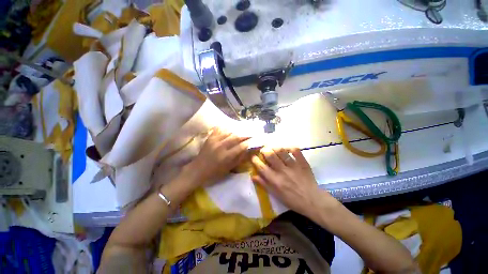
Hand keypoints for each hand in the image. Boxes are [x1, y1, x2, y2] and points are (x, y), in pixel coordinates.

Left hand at [184, 128, 249, 187]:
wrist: (198, 170)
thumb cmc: (214, 172)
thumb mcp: (228, 168)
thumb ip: (239, 158)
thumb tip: (247, 150)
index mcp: (226, 156)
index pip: (241, 146)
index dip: (248, 143)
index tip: (254, 140)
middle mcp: (221, 146)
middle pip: (236, 137)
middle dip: (245, 135)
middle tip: (251, 133)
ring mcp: (214, 141)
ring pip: (228, 132)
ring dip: (236, 131)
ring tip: (242, 131)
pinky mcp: (209, 138)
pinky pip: (219, 130)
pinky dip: (225, 128)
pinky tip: (229, 128)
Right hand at [251, 147, 339, 219]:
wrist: (312, 201)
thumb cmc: (292, 199)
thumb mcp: (276, 194)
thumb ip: (264, 184)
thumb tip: (253, 176)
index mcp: (275, 180)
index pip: (261, 166)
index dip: (255, 159)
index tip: (253, 156)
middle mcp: (282, 171)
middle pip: (270, 155)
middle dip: (264, 150)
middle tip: (264, 150)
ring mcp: (293, 166)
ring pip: (281, 151)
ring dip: (275, 147)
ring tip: (273, 147)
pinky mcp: (302, 163)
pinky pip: (296, 151)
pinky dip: (290, 147)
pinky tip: (286, 148)